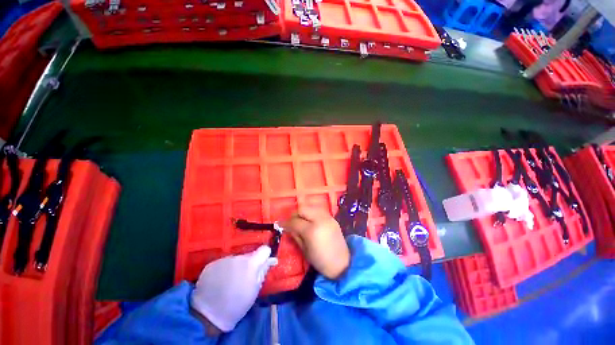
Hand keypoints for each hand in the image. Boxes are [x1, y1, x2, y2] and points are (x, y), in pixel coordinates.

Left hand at [190, 246, 276, 331]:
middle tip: (245, 278)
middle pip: (249, 255)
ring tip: (231, 282)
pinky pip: (223, 263)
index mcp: (251, 263)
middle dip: (250, 263)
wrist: (207, 315)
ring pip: (235, 259)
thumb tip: (272, 259)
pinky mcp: (211, 264)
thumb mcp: (255, 289)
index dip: (265, 256)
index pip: (264, 249)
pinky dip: (225, 270)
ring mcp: (223, 259)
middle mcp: (237, 257)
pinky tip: (220, 282)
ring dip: (236, 266)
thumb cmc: (237, 305)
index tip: (263, 264)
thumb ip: (263, 271)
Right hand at [282, 207, 349, 279]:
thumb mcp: (304, 250)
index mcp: (311, 230)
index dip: (286, 222)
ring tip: (301, 221)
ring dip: (304, 212)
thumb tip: (288, 227)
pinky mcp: (332, 218)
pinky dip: (312, 213)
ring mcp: (327, 217)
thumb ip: (295, 235)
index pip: (295, 221)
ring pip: (311, 207)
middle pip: (303, 209)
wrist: (342, 263)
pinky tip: (311, 221)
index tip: (281, 224)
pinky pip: (319, 211)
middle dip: (295, 214)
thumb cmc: (321, 261)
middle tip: (291, 222)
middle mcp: (320, 220)